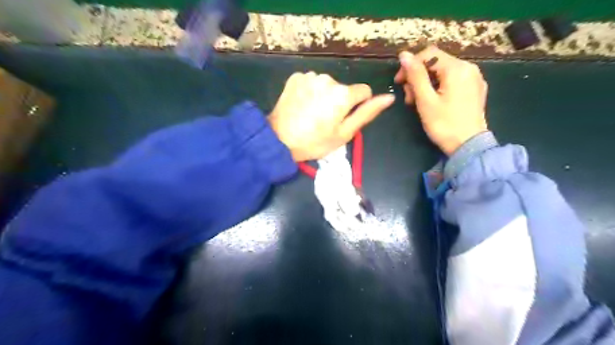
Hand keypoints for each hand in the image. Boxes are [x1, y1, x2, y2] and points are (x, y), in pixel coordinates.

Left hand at [270, 71, 392, 160]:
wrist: (278, 140)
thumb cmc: (315, 142)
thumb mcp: (344, 133)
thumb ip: (367, 113)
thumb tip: (389, 97)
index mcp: (343, 94)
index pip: (363, 92)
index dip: (357, 106)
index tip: (343, 119)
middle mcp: (328, 78)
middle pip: (343, 88)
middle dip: (338, 101)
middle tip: (324, 120)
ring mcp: (310, 76)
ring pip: (326, 85)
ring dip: (323, 96)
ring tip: (311, 113)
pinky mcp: (295, 77)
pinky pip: (310, 82)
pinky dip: (309, 91)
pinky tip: (301, 105)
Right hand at [393, 45, 490, 155]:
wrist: (468, 146)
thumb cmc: (444, 124)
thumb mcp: (425, 100)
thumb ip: (415, 76)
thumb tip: (404, 55)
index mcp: (457, 68)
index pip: (429, 54)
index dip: (410, 65)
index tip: (398, 82)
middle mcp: (469, 68)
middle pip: (436, 63)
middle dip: (418, 77)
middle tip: (409, 98)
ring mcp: (474, 79)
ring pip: (443, 72)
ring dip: (426, 83)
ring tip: (418, 102)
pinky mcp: (475, 89)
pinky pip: (452, 80)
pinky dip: (439, 87)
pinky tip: (433, 102)